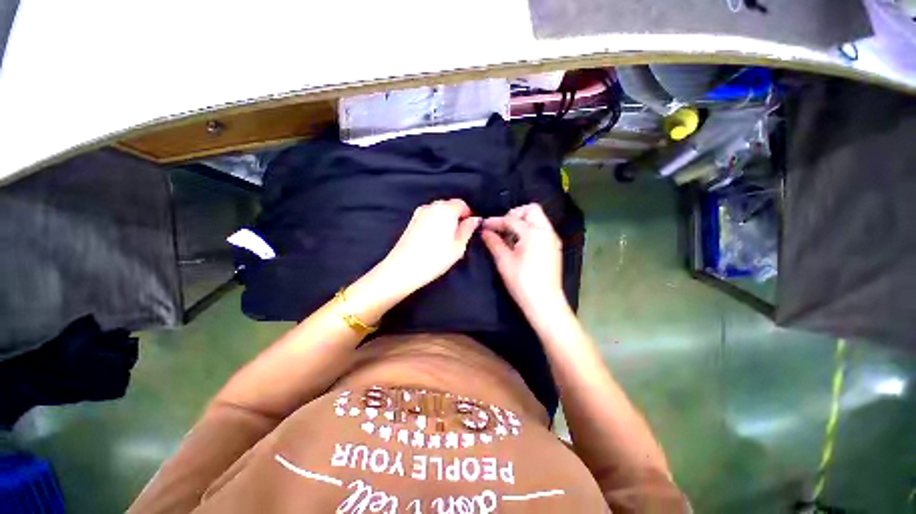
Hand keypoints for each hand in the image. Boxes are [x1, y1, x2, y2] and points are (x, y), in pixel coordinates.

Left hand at [379, 199, 480, 294]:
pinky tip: (435, 240)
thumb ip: (468, 229)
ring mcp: (419, 213)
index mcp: (446, 210)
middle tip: (460, 235)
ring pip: (438, 212)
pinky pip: (429, 217)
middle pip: (449, 206)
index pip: (462, 204)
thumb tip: (475, 220)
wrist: (403, 267)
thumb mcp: (458, 246)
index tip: (471, 228)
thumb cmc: (435, 258)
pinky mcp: (411, 221)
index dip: (468, 215)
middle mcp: (432, 207)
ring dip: (445, 221)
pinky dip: (435, 224)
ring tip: (447, 240)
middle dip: (457, 217)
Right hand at [481, 204, 566, 314]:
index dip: (495, 221)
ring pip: (537, 219)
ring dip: (522, 222)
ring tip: (508, 237)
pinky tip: (519, 244)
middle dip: (514, 214)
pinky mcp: (554, 247)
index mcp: (534, 233)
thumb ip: (494, 242)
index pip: (512, 219)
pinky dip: (529, 230)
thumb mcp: (504, 261)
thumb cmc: (522, 282)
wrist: (545, 302)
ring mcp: (552, 239)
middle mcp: (546, 231)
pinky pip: (541, 230)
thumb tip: (485, 231)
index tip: (484, 225)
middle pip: (531, 210)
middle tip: (501, 227)